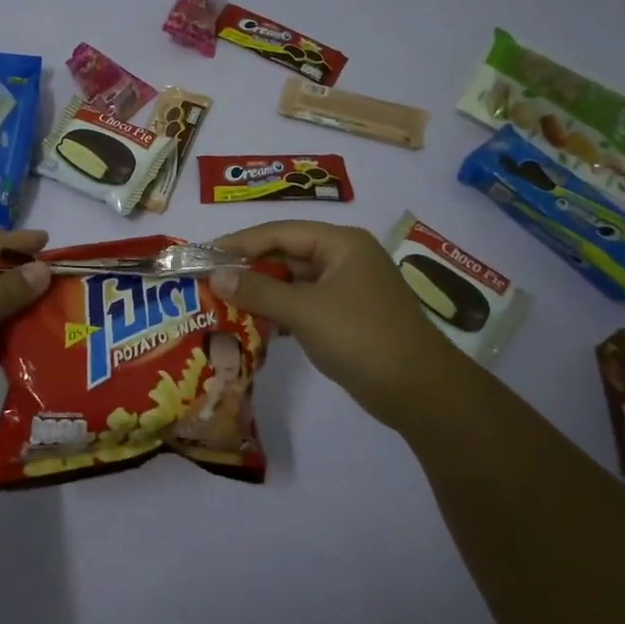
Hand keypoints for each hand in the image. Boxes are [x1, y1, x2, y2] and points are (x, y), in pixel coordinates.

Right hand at [211, 221, 461, 429]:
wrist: (420, 391)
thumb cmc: (362, 338)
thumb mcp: (305, 312)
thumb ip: (258, 291)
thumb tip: (216, 276)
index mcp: (341, 244)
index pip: (280, 232)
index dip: (240, 242)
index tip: (205, 253)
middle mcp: (345, 258)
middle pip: (287, 254)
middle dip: (249, 267)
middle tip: (210, 278)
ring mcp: (348, 288)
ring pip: (294, 281)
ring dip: (262, 290)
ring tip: (223, 300)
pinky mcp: (347, 316)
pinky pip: (304, 303)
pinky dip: (280, 310)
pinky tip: (253, 323)